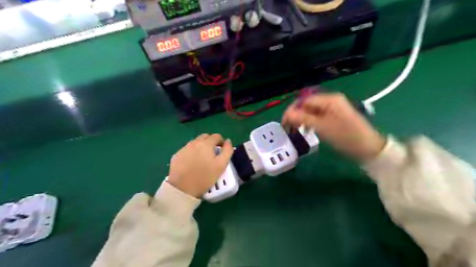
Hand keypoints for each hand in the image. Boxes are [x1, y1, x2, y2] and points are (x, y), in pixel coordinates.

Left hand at [167, 133, 233, 197]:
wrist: (182, 189)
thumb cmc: (205, 177)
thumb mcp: (221, 165)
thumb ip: (227, 151)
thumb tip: (228, 141)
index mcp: (206, 143)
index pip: (216, 136)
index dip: (221, 142)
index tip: (222, 150)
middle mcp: (194, 142)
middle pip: (205, 137)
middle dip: (211, 142)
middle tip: (213, 154)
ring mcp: (184, 148)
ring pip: (195, 142)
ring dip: (201, 146)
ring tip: (203, 158)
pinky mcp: (176, 155)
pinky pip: (187, 149)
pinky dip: (192, 152)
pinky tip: (192, 163)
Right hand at [282, 94, 386, 160]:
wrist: (368, 149)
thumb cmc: (346, 137)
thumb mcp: (322, 127)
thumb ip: (303, 119)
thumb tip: (287, 114)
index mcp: (329, 100)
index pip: (304, 100)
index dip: (292, 110)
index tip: (284, 123)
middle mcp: (330, 101)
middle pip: (307, 105)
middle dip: (296, 115)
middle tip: (289, 128)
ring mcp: (333, 110)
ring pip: (311, 112)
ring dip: (302, 119)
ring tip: (296, 130)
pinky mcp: (334, 118)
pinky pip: (317, 117)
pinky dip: (310, 123)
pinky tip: (307, 130)